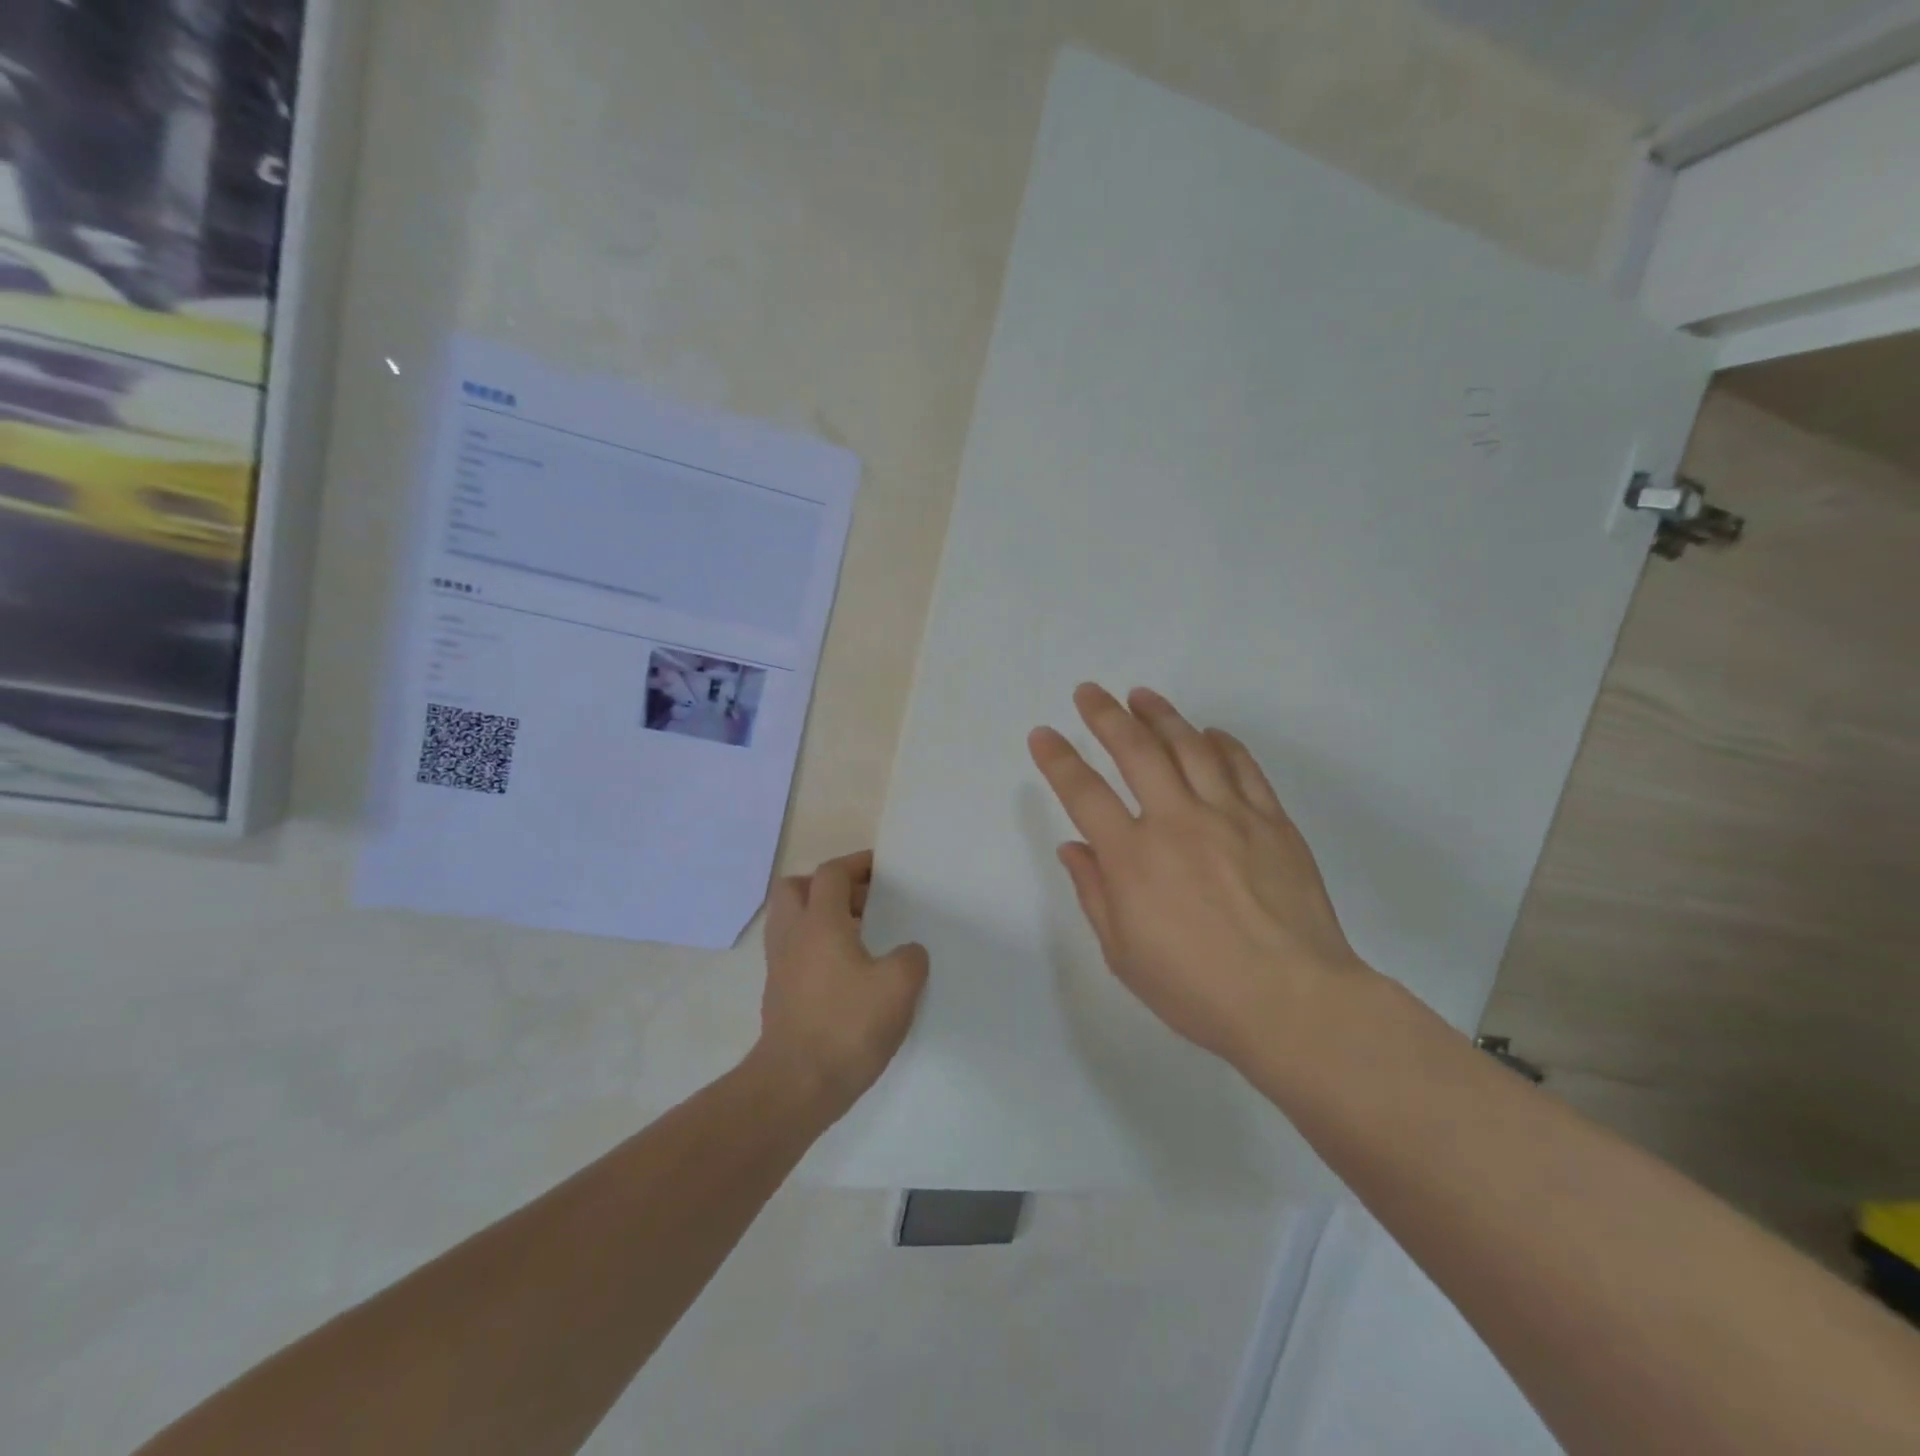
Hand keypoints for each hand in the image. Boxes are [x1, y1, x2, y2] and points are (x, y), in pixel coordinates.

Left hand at [754, 850, 929, 1125]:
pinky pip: (793, 952)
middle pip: (795, 888)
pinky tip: (846, 972)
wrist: (796, 1085)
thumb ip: (910, 958)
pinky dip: (814, 948)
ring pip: (790, 921)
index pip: (831, 873)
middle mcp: (792, 936)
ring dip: (818, 917)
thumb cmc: (847, 1026)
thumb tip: (907, 952)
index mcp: (819, 922)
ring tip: (857, 935)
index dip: (856, 864)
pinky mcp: (778, 995)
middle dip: (826, 886)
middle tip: (861, 901)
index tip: (882, 869)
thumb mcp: (899, 986)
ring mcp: (779, 966)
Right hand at [1028, 684, 1367, 1068]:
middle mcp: (1176, 822)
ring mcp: (1229, 815)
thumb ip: (1094, 893)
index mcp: (1132, 857)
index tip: (1043, 734)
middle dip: (1105, 715)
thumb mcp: (1124, 954)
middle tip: (1089, 692)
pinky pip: (1243, 768)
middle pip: (1135, 750)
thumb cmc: (1197, 989)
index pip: (1084, 793)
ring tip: (1141, 695)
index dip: (1058, 759)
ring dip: (1160, 715)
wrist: (1294, 1002)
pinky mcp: (1272, 821)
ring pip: (1189, 747)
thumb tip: (1073, 847)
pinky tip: (1209, 732)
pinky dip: (1222, 743)